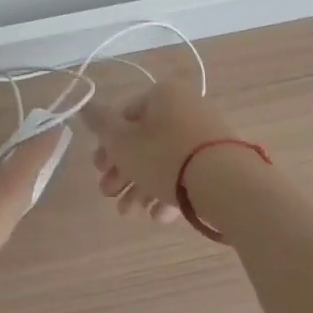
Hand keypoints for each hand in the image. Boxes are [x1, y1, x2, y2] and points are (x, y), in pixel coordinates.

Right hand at [80, 80, 243, 223]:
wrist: (228, 185)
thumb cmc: (166, 156)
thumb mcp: (122, 142)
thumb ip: (100, 124)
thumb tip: (84, 105)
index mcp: (162, 95)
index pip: (124, 115)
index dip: (106, 144)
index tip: (98, 170)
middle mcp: (185, 108)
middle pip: (144, 140)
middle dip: (123, 172)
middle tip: (109, 195)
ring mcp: (206, 134)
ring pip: (164, 160)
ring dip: (141, 187)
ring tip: (130, 214)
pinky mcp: (221, 160)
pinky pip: (187, 172)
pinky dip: (169, 191)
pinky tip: (159, 216)